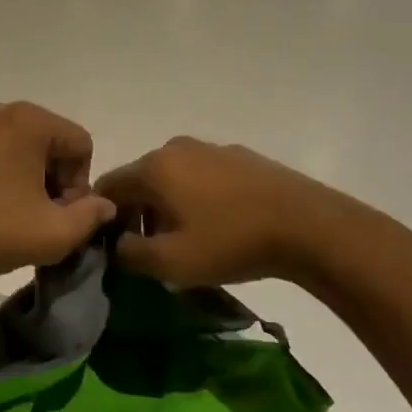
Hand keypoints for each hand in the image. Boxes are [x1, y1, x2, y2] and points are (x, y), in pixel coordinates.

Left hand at [0, 101, 116, 289]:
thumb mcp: (54, 234)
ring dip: (27, 180)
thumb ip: (90, 216)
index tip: (60, 217)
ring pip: (18, 148)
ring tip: (14, 218)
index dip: (80, 185)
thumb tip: (102, 204)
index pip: (80, 144)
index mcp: (26, 119)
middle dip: (54, 180)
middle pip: (49, 142)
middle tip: (40, 220)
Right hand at [96, 136, 361, 288]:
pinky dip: (195, 197)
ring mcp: (210, 148)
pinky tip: (218, 225)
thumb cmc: (230, 243)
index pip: (107, 188)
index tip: (115, 248)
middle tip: (151, 250)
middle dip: (136, 214)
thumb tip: (116, 244)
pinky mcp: (239, 156)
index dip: (103, 219)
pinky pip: (201, 176)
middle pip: (139, 181)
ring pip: (171, 178)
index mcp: (153, 168)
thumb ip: (129, 254)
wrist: (308, 226)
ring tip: (187, 240)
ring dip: (166, 206)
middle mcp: (175, 148)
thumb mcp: (171, 263)